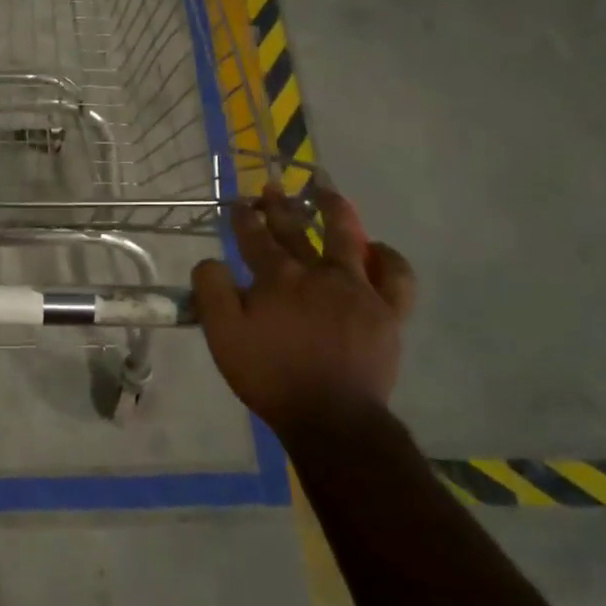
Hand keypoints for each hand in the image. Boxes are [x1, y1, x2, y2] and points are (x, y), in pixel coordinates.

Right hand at [191, 182, 416, 434]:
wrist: (331, 418)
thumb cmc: (271, 376)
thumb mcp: (223, 336)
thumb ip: (212, 291)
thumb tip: (210, 261)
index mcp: (277, 278)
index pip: (256, 236)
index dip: (245, 217)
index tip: (239, 203)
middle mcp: (317, 273)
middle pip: (295, 230)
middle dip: (279, 206)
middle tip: (271, 188)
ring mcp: (357, 289)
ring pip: (347, 238)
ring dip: (335, 211)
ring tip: (328, 194)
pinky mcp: (387, 311)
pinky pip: (395, 276)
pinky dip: (388, 258)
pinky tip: (379, 249)